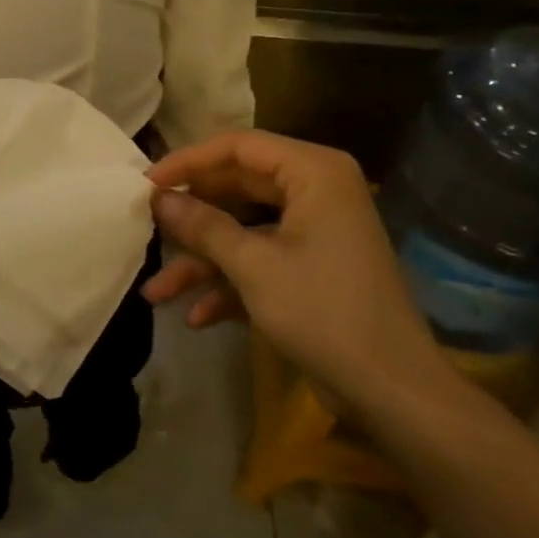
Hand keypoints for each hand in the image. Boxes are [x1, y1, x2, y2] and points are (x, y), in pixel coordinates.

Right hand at [145, 130, 450, 414]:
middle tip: (146, 226)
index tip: (146, 184)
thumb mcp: (253, 266)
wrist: (392, 391)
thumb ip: (202, 226)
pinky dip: (228, 285)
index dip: (188, 162)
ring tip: (155, 292)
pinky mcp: (309, 268)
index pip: (238, 147)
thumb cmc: (324, 312)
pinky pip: (259, 261)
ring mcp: (312, 232)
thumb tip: (157, 198)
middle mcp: (315, 192)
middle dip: (191, 217)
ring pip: (242, 231)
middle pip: (236, 188)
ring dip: (202, 262)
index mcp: (313, 174)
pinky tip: (197, 316)